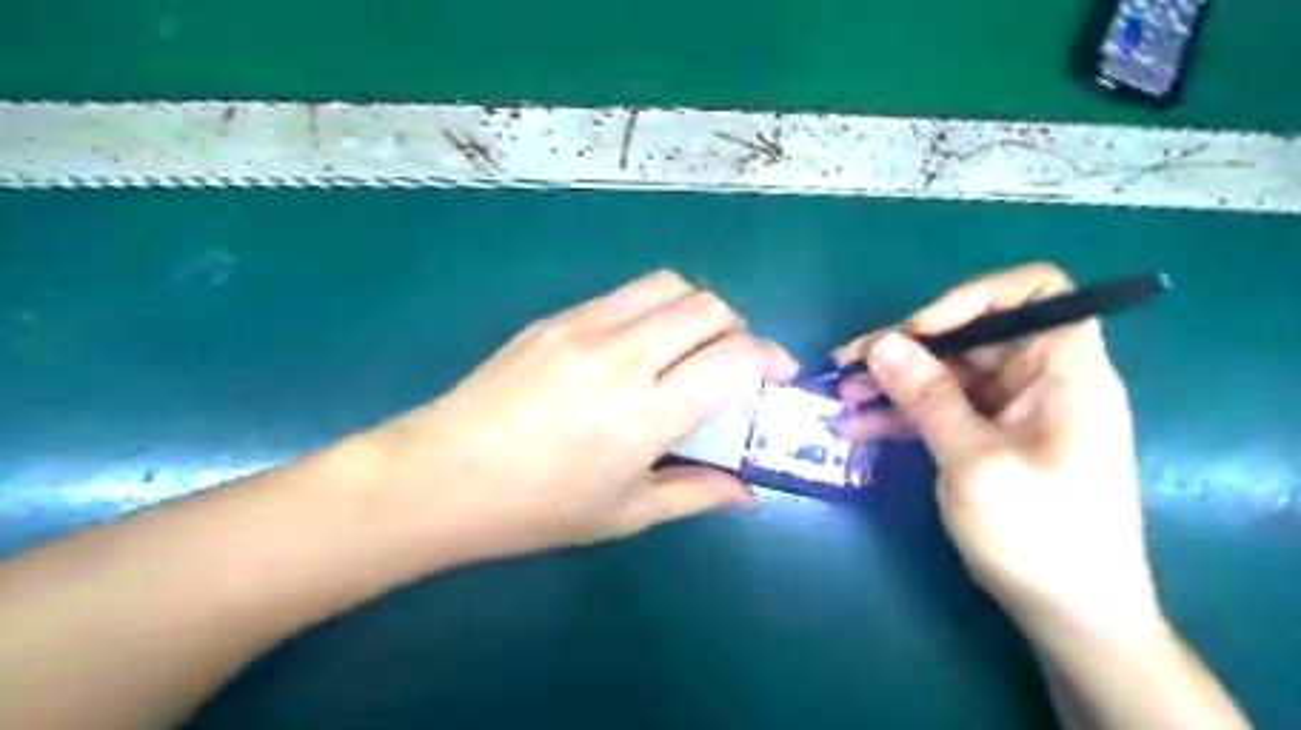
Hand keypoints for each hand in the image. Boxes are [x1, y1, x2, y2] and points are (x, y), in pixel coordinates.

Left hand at [361, 272, 798, 560]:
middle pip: (708, 306)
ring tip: (688, 344)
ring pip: (668, 284)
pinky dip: (652, 307)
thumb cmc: (537, 509)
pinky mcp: (556, 317)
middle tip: (730, 362)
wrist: (441, 476)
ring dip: (696, 308)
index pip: (735, 357)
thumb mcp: (626, 514)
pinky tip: (638, 344)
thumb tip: (748, 494)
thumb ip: (697, 494)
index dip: (771, 357)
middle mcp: (623, 356)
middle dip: (738, 328)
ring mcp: (585, 327)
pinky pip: (624, 293)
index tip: (779, 373)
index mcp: (647, 413)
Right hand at [839, 263, 1162, 638]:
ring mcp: (1010, 410)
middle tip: (849, 363)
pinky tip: (856, 425)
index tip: (920, 330)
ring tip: (842, 394)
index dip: (974, 298)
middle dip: (907, 346)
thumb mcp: (974, 462)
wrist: (1070, 616)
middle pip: (971, 334)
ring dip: (893, 381)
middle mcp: (1039, 380)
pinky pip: (939, 409)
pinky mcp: (987, 437)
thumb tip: (882, 342)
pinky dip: (900, 414)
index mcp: (1063, 371)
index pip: (1034, 293)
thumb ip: (928, 397)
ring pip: (945, 373)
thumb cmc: (1039, 536)